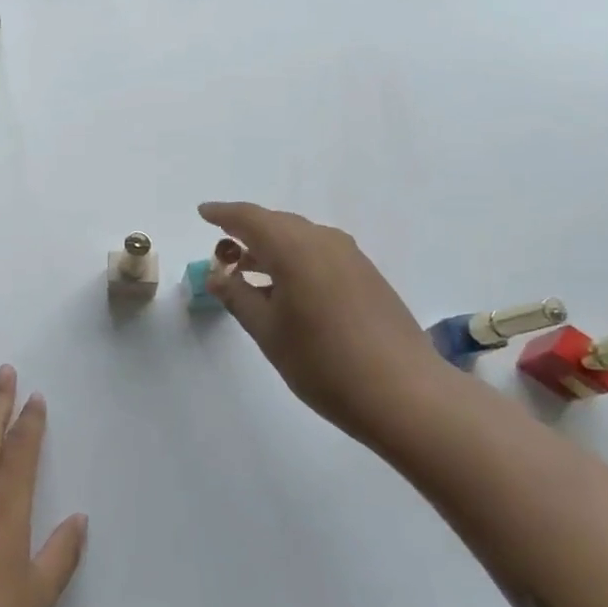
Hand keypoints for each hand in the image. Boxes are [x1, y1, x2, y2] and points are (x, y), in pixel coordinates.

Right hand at [198, 201, 452, 441]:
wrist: (404, 393)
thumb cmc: (323, 363)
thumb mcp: (268, 332)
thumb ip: (238, 297)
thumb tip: (217, 275)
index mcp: (295, 248)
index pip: (250, 218)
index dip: (223, 214)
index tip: (203, 212)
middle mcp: (324, 242)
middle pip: (277, 224)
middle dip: (246, 232)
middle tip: (222, 250)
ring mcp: (351, 258)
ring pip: (301, 239)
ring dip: (271, 248)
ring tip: (247, 271)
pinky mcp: (367, 276)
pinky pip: (320, 254)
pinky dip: (295, 260)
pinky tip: (286, 289)